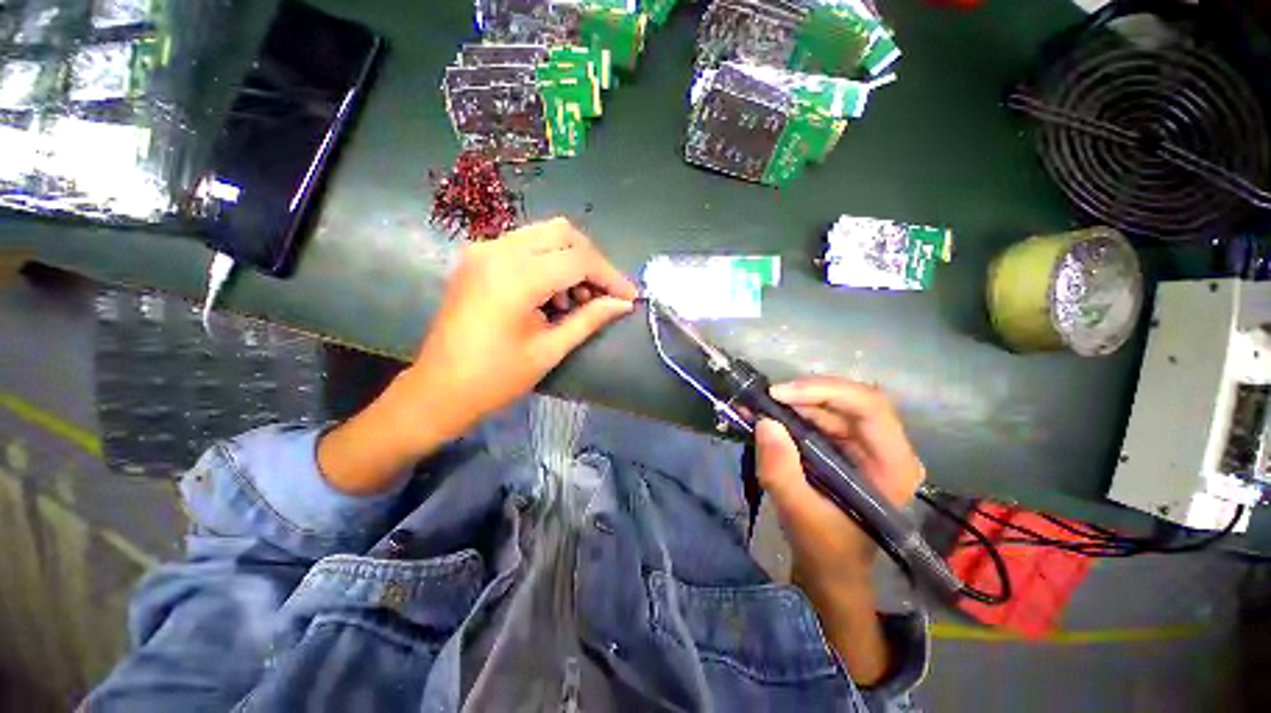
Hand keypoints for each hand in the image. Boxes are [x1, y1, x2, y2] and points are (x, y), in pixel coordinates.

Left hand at [401, 218, 637, 438]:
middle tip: (606, 293)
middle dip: (593, 261)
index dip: (610, 277)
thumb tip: (624, 304)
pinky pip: (526, 244)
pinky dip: (550, 261)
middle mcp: (497, 251)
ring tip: (579, 299)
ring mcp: (484, 250)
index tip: (629, 297)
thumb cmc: (495, 379)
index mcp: (515, 278)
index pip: (578, 259)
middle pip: (563, 233)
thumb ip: (590, 319)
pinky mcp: (479, 257)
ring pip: (545, 234)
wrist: (438, 391)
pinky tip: (554, 293)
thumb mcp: (549, 350)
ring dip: (572, 259)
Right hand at [754, 377, 922, 685]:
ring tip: (758, 405)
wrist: (830, 569)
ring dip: (793, 402)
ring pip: (831, 405)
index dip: (824, 391)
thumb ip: (781, 470)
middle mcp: (885, 447)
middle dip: (804, 395)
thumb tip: (764, 422)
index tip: (779, 394)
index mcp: (893, 465)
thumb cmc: (825, 548)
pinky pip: (818, 417)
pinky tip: (765, 413)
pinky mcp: (844, 446)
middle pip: (849, 400)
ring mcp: (865, 445)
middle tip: (765, 398)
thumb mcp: (799, 513)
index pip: (869, 406)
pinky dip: (790, 412)